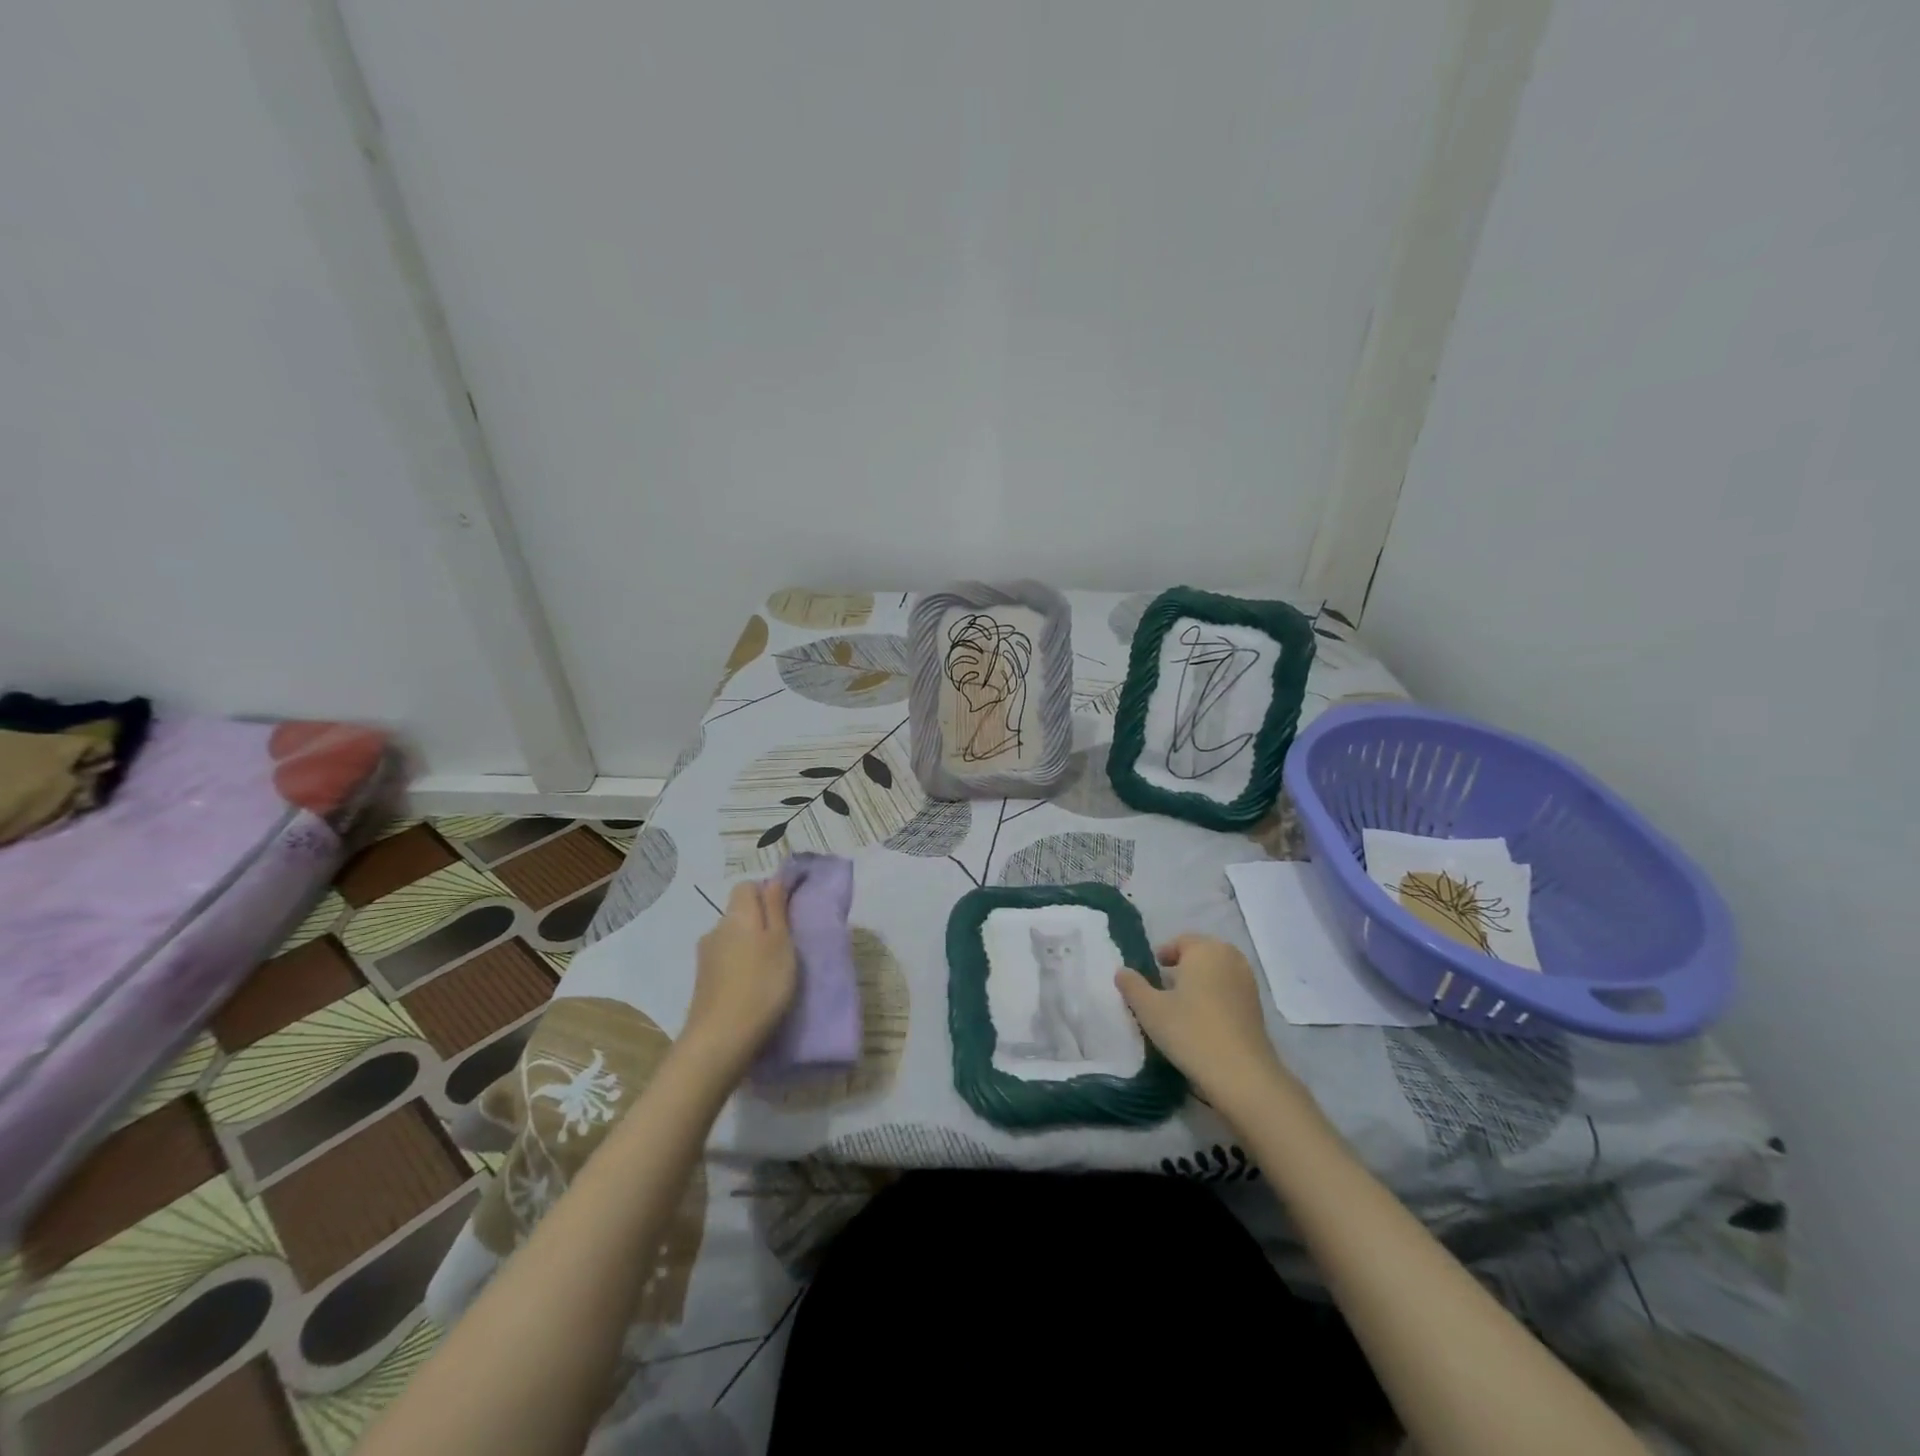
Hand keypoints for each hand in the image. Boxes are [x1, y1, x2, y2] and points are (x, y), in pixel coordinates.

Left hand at [683, 879, 797, 1076]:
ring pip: (732, 939)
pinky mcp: (702, 982)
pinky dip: (739, 969)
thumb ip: (776, 908)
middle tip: (785, 946)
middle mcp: (715, 929)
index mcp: (737, 915)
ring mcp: (705, 957)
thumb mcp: (781, 942)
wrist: (720, 1040)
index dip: (767, 894)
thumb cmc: (762, 985)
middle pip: (739, 913)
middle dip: (760, 923)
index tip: (787, 916)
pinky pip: (725, 962)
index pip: (747, 886)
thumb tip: (773, 878)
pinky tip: (752, 990)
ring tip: (770, 972)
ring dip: (749, 948)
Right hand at [1116, 935, 1297, 1109]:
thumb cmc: (1190, 1031)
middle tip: (1164, 987)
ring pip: (1217, 973)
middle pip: (1201, 955)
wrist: (1242, 1075)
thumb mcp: (1149, 1009)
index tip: (1152, 972)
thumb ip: (1132, 986)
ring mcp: (1248, 983)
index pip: (1180, 942)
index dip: (1163, 955)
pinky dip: (1215, 998)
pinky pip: (1229, 992)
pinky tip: (1202, 1022)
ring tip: (1181, 1006)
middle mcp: (1230, 958)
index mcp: (1205, 949)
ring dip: (1200, 983)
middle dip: (1183, 967)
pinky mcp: (1257, 1008)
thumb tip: (1122, 971)